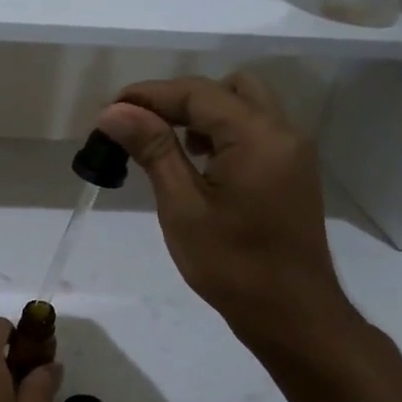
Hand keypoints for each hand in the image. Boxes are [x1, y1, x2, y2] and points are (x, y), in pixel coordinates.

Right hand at [94, 74, 359, 357]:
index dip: (149, 95)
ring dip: (202, 114)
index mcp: (258, 136)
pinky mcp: (291, 172)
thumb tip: (114, 111)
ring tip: (165, 145)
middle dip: (179, 98)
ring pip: (244, 106)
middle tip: (141, 126)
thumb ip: (153, 150)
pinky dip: (221, 132)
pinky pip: (254, 130)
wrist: (292, 314)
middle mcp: (282, 132)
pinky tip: (197, 163)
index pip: (197, 93)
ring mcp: (292, 152)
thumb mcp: (182, 206)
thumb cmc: (232, 265)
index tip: (109, 111)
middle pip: (227, 88)